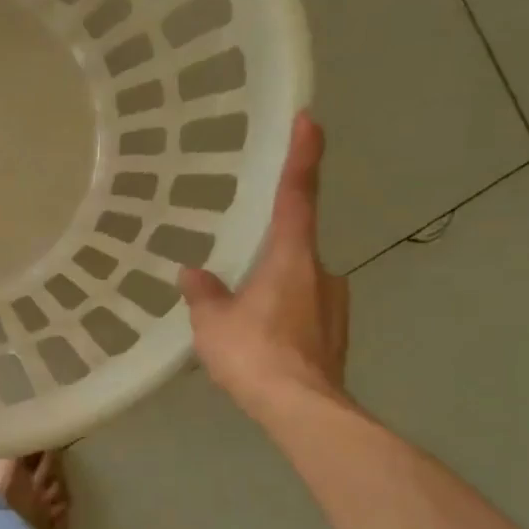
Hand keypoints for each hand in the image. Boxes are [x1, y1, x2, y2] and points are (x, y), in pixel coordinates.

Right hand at [178, 111, 348, 415]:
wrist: (303, 410)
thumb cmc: (255, 354)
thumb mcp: (213, 322)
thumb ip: (204, 294)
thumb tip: (192, 273)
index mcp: (292, 259)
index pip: (297, 196)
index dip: (303, 156)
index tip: (311, 119)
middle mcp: (322, 273)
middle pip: (294, 250)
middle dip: (268, 259)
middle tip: (236, 284)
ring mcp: (334, 305)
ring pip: (299, 285)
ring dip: (273, 294)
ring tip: (242, 325)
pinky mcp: (336, 336)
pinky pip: (303, 313)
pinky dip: (283, 319)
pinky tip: (261, 345)